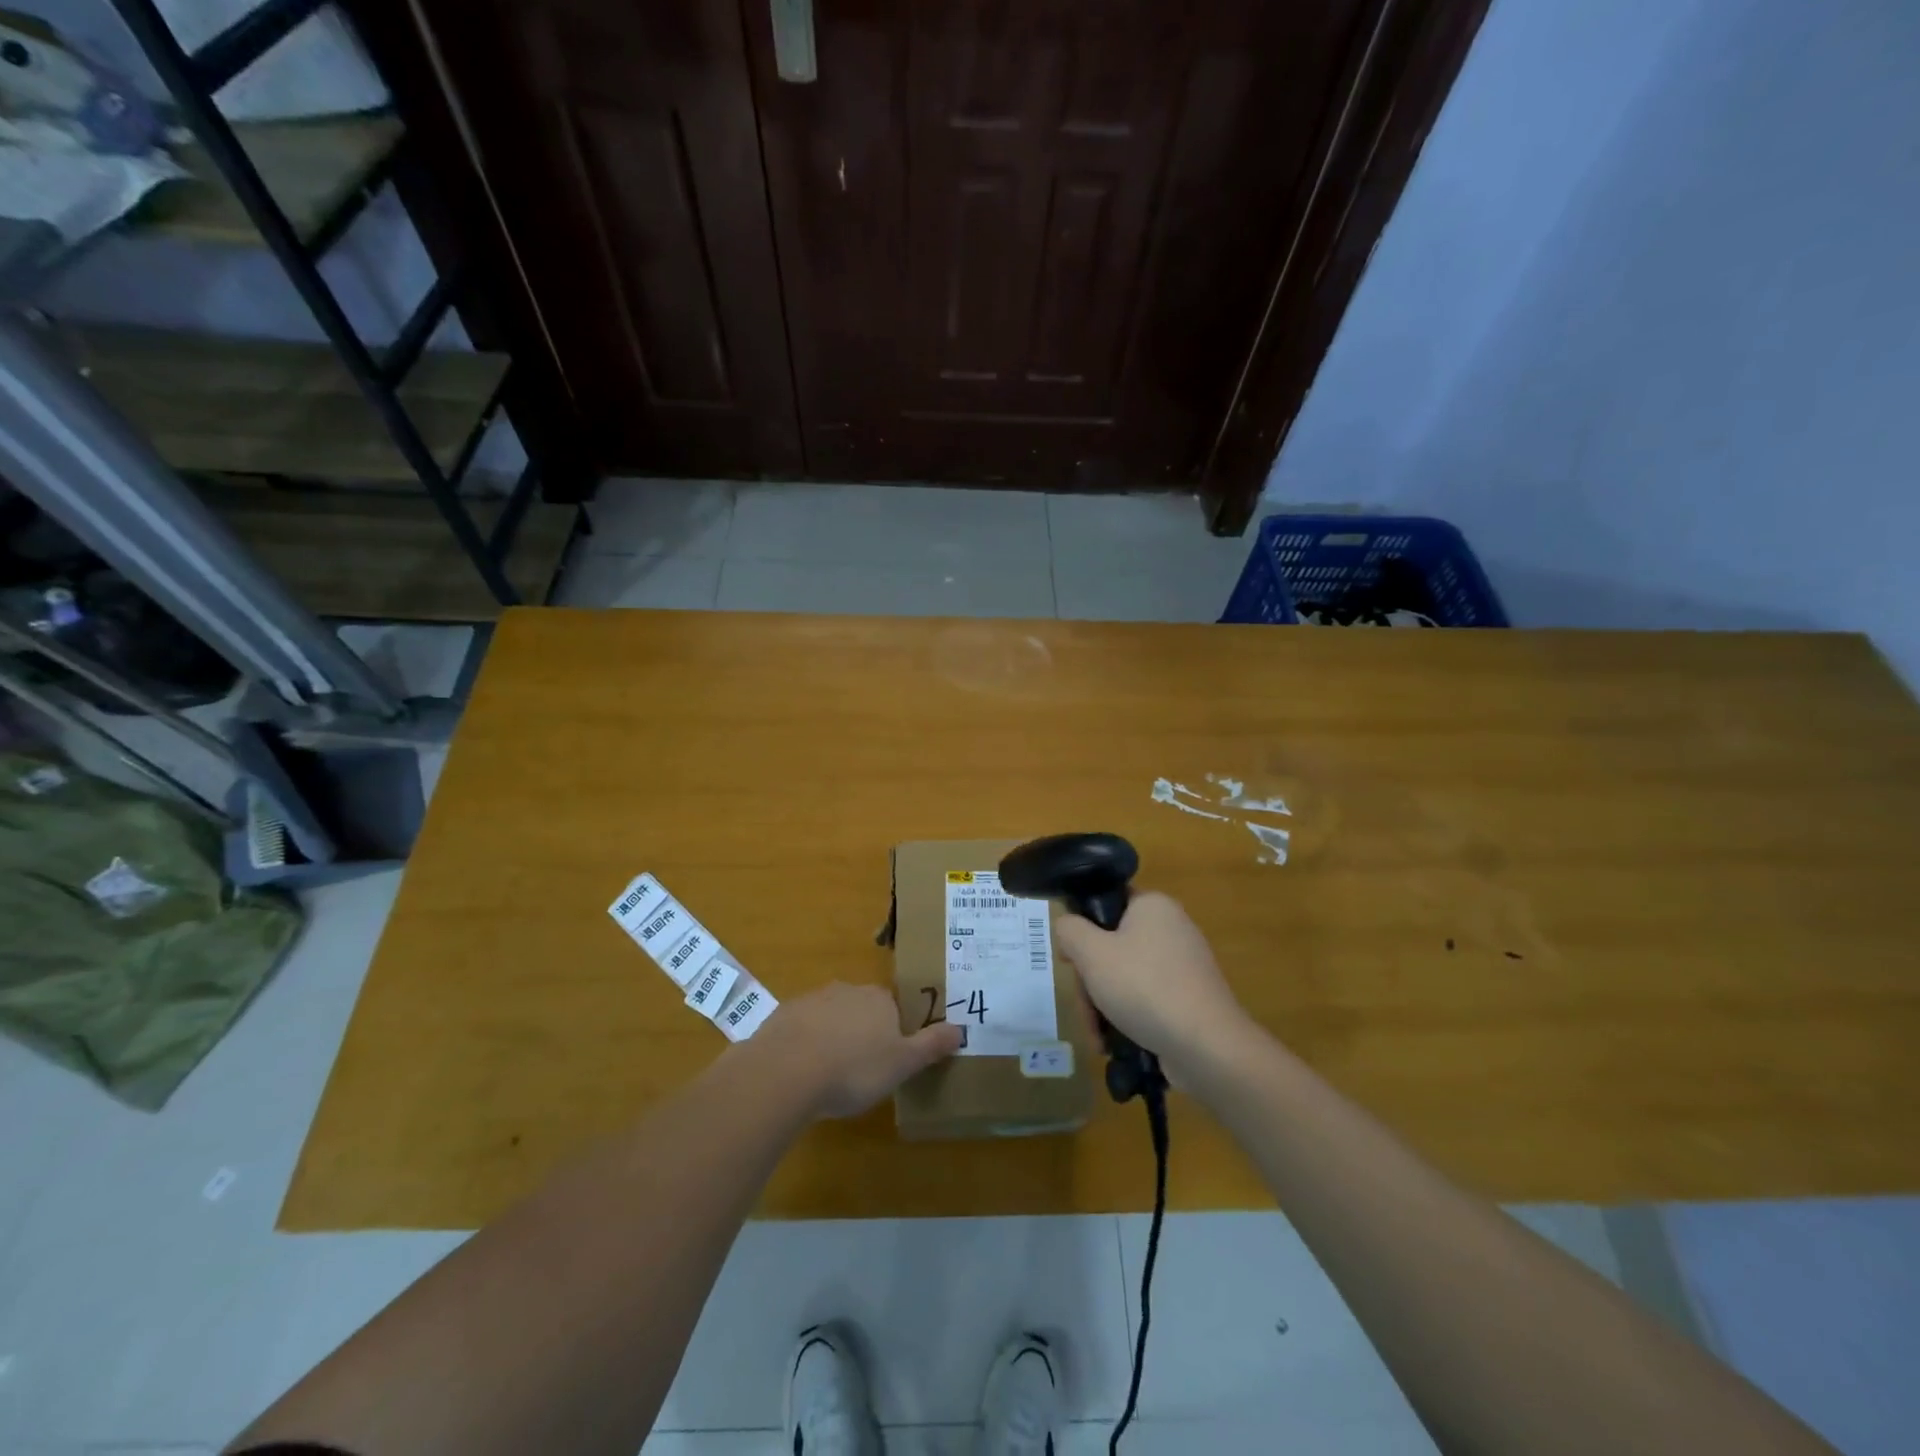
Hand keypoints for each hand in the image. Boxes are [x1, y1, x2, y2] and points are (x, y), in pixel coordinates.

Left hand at [757, 983, 963, 1117]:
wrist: (786, 1071)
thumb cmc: (854, 1069)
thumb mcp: (902, 1064)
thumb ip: (931, 1045)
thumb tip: (960, 1028)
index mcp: (879, 999)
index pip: (894, 1009)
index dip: (894, 1034)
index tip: (888, 1061)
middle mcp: (847, 990)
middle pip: (862, 1010)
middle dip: (862, 1034)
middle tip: (859, 1072)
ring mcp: (812, 999)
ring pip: (830, 1017)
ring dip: (832, 1038)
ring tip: (828, 1076)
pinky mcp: (783, 1015)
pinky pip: (801, 1028)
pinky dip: (804, 1045)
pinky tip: (801, 1073)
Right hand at [1053, 891, 1251, 1070]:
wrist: (1206, 1046)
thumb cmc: (1144, 987)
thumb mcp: (1091, 953)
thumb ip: (1069, 930)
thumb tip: (1067, 927)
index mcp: (1153, 906)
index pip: (1107, 903)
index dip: (1081, 928)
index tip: (1070, 959)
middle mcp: (1172, 928)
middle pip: (1112, 945)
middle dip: (1091, 980)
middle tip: (1084, 1005)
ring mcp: (1184, 965)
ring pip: (1126, 975)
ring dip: (1104, 1004)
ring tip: (1098, 1035)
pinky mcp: (1190, 997)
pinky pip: (1147, 997)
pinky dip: (1128, 1016)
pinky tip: (1115, 1042)